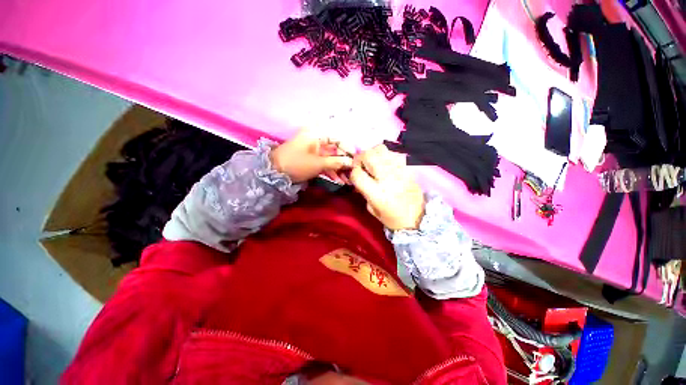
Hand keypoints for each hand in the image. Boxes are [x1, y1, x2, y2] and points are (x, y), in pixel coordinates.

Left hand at [270, 129, 354, 183]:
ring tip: (348, 180)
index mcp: (317, 134)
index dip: (348, 148)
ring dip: (339, 169)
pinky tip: (339, 181)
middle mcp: (317, 140)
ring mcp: (314, 150)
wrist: (274, 172)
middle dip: (345, 162)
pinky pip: (325, 163)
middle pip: (336, 149)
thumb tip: (351, 162)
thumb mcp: (318, 163)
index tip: (355, 160)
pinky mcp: (312, 159)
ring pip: (331, 158)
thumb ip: (336, 162)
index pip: (339, 138)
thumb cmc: (297, 163)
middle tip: (353, 172)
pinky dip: (331, 171)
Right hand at [350, 145, 424, 229]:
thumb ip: (363, 191)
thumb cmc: (392, 218)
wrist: (418, 217)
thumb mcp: (372, 209)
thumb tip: (358, 177)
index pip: (358, 174)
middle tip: (361, 164)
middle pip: (368, 156)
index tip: (355, 175)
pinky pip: (392, 153)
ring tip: (372, 162)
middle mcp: (387, 178)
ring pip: (380, 149)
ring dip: (372, 153)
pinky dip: (384, 155)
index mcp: (377, 193)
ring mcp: (398, 170)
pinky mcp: (406, 167)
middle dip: (360, 158)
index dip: (353, 172)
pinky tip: (384, 163)